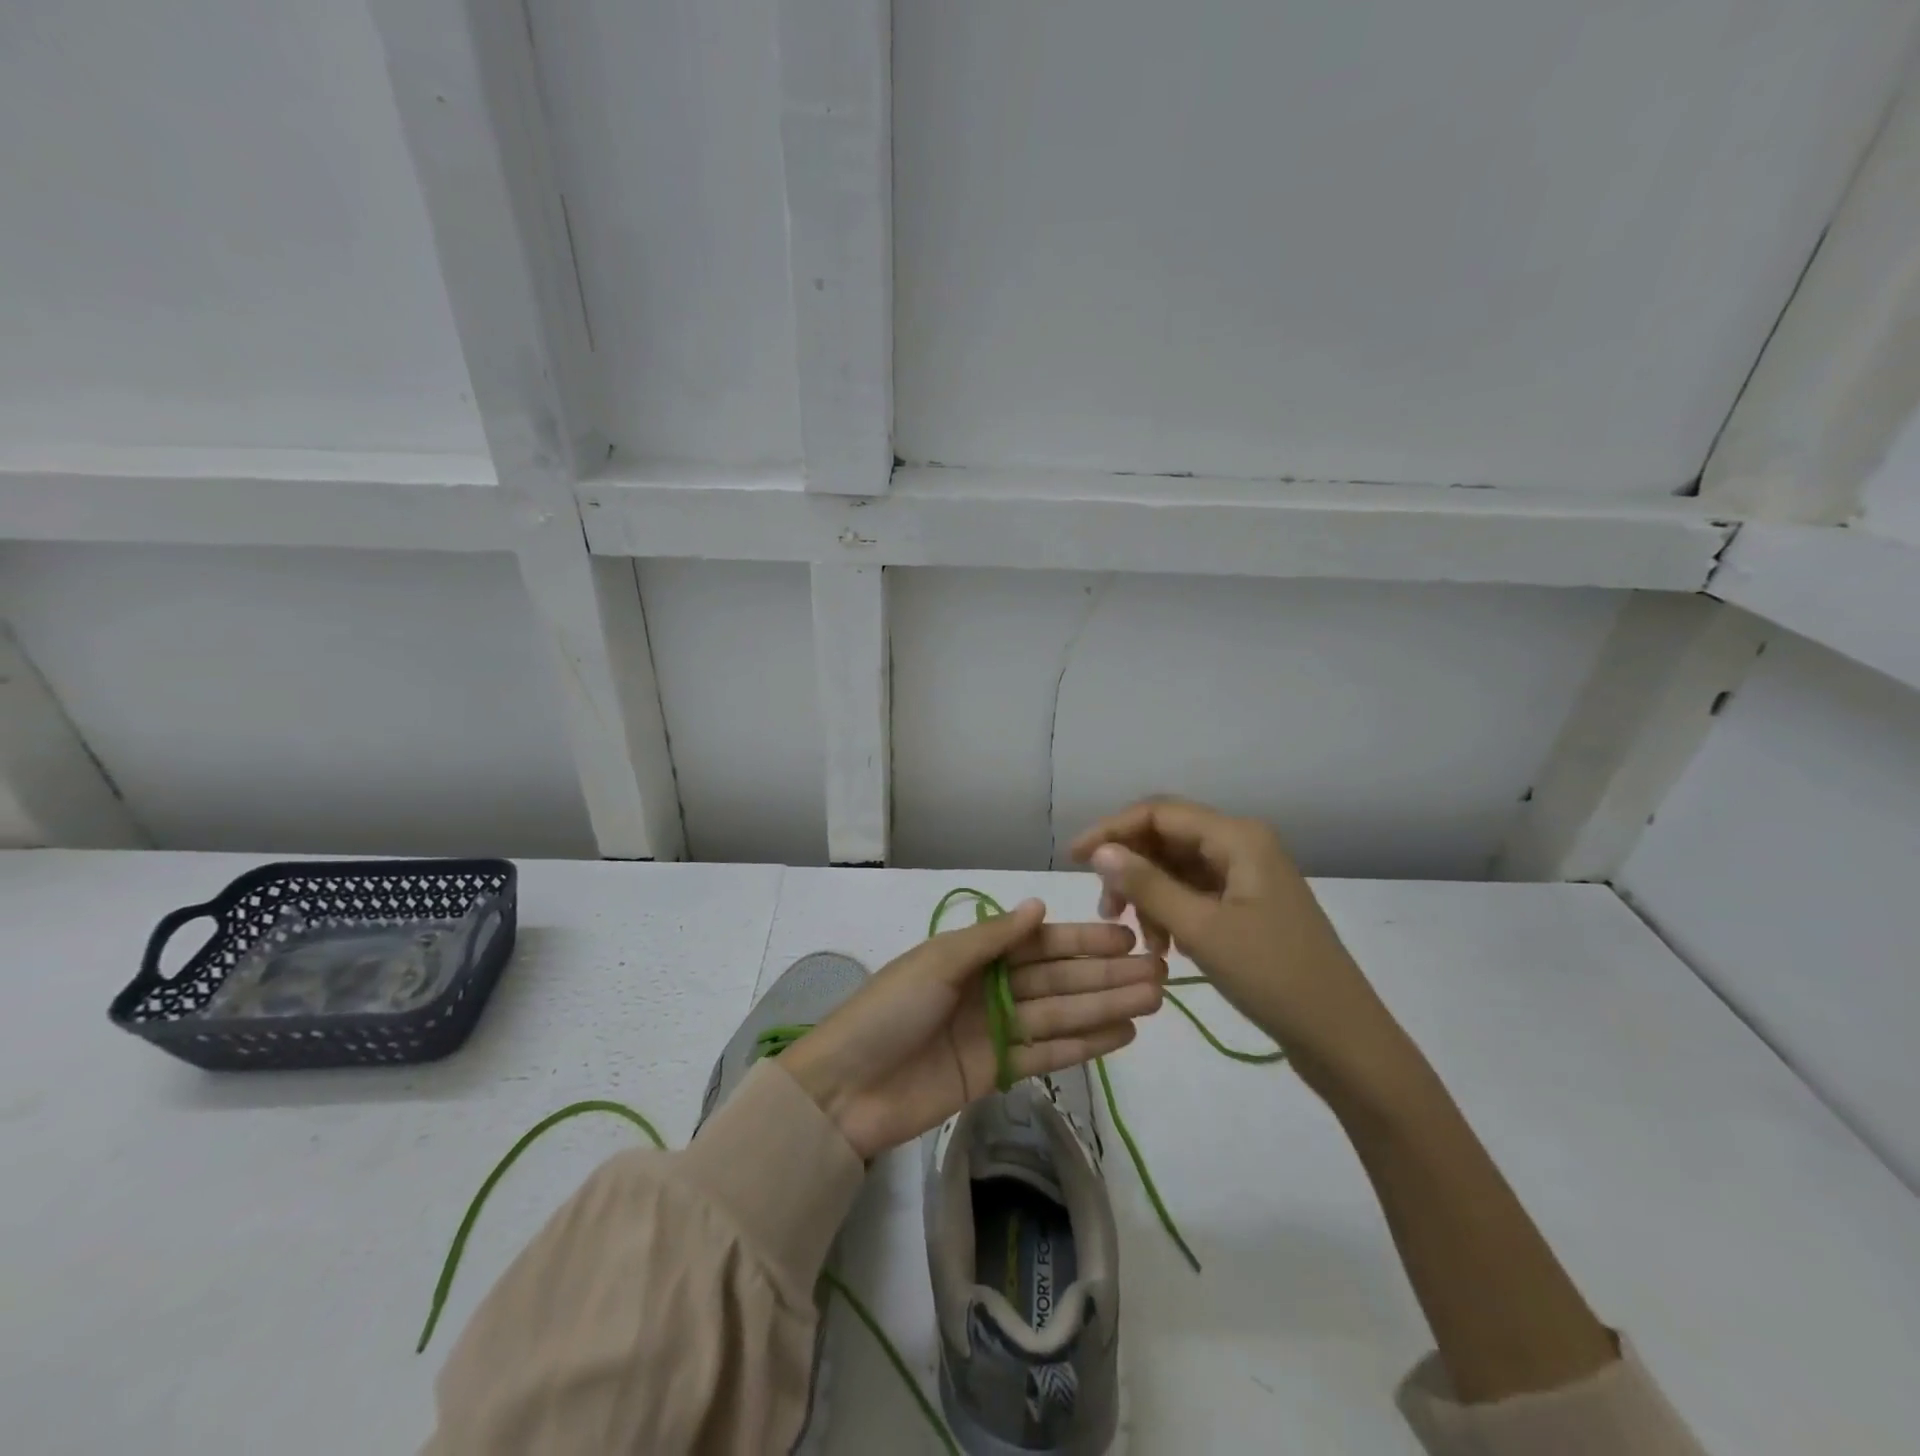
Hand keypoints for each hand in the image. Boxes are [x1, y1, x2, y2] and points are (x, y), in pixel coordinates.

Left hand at [779, 899, 1165, 1159]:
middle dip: (1105, 976)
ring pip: (1060, 1015)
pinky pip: (1047, 1053)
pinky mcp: (997, 1073)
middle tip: (1159, 974)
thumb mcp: (937, 963)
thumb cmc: (889, 1011)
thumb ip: (992, 939)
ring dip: (1104, 1008)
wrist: (846, 1090)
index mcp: (974, 956)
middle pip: (1057, 980)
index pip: (1039, 944)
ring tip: (1152, 1003)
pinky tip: (1121, 1036)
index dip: (1082, 942)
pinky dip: (1083, 1046)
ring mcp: (996, 1031)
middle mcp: (990, 988)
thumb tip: (1039, 905)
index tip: (1125, 940)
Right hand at [1069, 798, 1406, 1098]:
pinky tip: (1164, 946)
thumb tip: (1100, 850)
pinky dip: (1172, 912)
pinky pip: (1197, 893)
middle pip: (1168, 838)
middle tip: (1106, 910)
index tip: (1073, 859)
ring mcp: (1248, 876)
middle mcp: (1243, 845)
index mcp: (1238, 838)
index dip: (1111, 830)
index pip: (1158, 813)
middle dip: (1131, 868)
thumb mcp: (1201, 929)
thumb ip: (1147, 885)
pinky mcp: (1250, 905)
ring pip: (1179, 868)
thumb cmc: (1273, 976)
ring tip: (1136, 937)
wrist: (1343, 1038)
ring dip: (1149, 895)